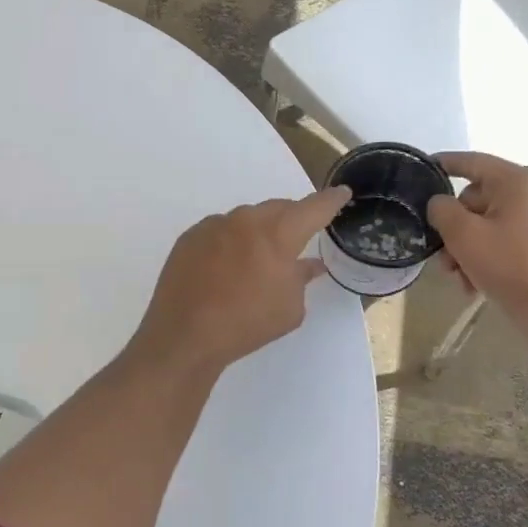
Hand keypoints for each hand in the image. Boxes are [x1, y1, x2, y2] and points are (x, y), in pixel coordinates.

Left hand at [129, 186, 350, 375]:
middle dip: (292, 219)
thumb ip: (301, 278)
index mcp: (278, 233)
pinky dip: (231, 242)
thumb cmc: (247, 324)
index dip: (331, 200)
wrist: (185, 334)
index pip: (313, 208)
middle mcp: (246, 219)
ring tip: (258, 258)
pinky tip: (227, 266)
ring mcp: (214, 225)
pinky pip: (220, 231)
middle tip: (298, 237)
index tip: (342, 192)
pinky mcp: (190, 237)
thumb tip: (309, 264)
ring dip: (258, 231)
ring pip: (246, 218)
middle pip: (278, 209)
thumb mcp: (290, 307)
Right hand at [426, 153, 527, 325]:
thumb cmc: (512, 267)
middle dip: (457, 229)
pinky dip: (493, 254)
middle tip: (443, 259)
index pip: (473, 162)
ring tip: (461, 279)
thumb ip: (443, 210)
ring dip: (471, 248)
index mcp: (520, 180)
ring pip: (495, 222)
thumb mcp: (464, 236)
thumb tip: (441, 203)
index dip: (445, 163)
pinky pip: (514, 237)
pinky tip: (479, 283)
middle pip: (481, 199)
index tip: (424, 167)